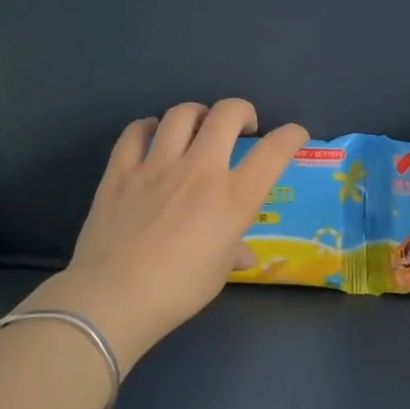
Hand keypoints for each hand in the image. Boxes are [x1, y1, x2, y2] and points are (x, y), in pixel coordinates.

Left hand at [31, 100, 308, 371]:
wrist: (114, 297)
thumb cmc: (178, 290)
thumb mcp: (218, 273)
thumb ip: (232, 251)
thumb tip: (241, 254)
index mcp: (233, 198)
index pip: (274, 151)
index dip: (291, 135)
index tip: (295, 135)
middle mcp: (200, 170)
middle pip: (226, 114)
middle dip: (241, 111)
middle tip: (242, 127)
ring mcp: (157, 166)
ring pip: (182, 114)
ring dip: (198, 114)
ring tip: (198, 126)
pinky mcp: (120, 171)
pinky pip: (135, 131)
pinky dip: (149, 127)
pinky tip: (153, 135)